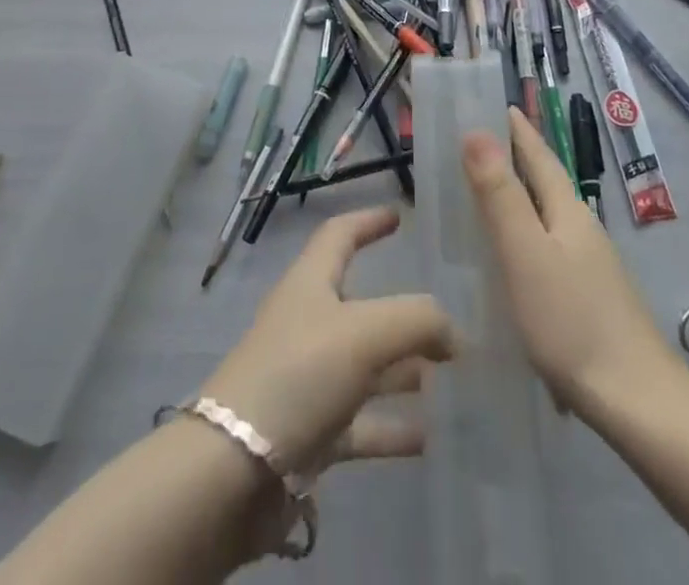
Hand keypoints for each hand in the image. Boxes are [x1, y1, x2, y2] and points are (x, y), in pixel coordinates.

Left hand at [200, 206, 455, 477]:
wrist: (234, 472)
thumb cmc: (297, 375)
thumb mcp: (365, 333)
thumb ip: (417, 321)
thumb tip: (455, 333)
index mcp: (310, 284)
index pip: (339, 235)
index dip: (367, 222)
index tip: (399, 216)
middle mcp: (307, 324)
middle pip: (359, 305)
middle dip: (401, 310)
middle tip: (446, 319)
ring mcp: (307, 380)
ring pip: (364, 366)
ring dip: (403, 369)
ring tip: (449, 376)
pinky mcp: (309, 434)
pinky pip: (359, 423)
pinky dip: (391, 426)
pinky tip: (428, 438)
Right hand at [464, 108, 677, 415]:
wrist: (638, 403)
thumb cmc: (572, 321)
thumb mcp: (525, 253)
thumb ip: (500, 194)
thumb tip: (476, 130)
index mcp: (567, 211)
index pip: (539, 156)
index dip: (518, 130)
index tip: (498, 104)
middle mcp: (582, 229)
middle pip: (546, 183)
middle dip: (516, 160)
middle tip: (479, 145)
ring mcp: (591, 266)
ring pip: (548, 217)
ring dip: (520, 199)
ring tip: (487, 198)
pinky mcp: (591, 299)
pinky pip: (550, 248)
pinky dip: (527, 236)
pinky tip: (514, 260)